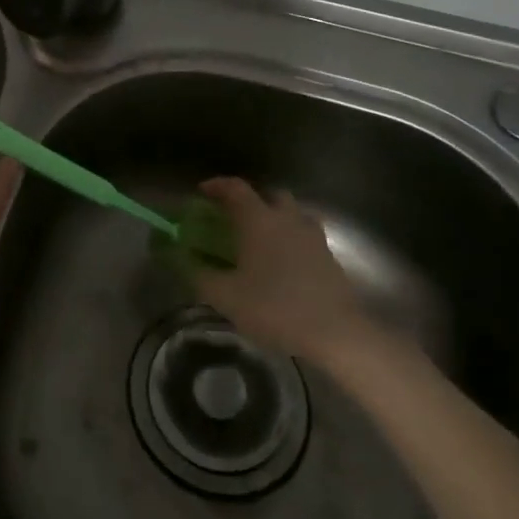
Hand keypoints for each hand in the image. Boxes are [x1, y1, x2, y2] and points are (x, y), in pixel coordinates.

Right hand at [191, 178, 379, 367]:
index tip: (202, 192)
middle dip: (251, 200)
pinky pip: (305, 236)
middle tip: (234, 218)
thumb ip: (200, 274)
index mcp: (259, 220)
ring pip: (292, 214)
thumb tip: (183, 259)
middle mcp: (286, 219)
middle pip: (269, 195)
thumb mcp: (225, 296)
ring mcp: (312, 236)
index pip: (235, 188)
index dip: (216, 186)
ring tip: (261, 240)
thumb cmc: (274, 307)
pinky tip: (283, 264)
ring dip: (275, 218)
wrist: (335, 332)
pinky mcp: (329, 257)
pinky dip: (292, 240)